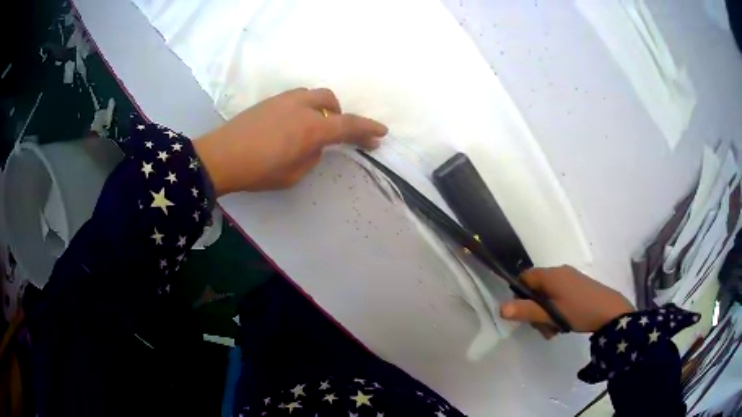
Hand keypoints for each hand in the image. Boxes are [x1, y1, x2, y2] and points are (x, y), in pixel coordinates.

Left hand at [194, 88, 387, 194]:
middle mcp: (301, 107)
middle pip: (331, 101)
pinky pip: (296, 97)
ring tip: (312, 126)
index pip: (347, 126)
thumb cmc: (257, 172)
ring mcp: (284, 100)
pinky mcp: (269, 101)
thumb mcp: (293, 175)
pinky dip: (303, 107)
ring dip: (321, 108)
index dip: (367, 129)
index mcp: (311, 129)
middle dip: (339, 115)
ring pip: (313, 95)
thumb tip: (314, 144)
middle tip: (334, 133)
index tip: (381, 133)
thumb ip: (311, 156)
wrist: (220, 157)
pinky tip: (291, 123)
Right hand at [499, 266, 634, 337]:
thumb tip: (500, 308)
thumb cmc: (579, 311)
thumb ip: (526, 311)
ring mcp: (570, 278)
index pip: (524, 278)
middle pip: (536, 289)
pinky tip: (564, 324)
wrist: (610, 311)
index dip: (519, 295)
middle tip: (542, 328)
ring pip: (548, 295)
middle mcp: (559, 272)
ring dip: (546, 314)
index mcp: (550, 275)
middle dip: (535, 310)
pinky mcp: (579, 286)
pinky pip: (560, 295)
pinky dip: (557, 310)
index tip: (524, 314)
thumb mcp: (551, 314)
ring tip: (554, 331)